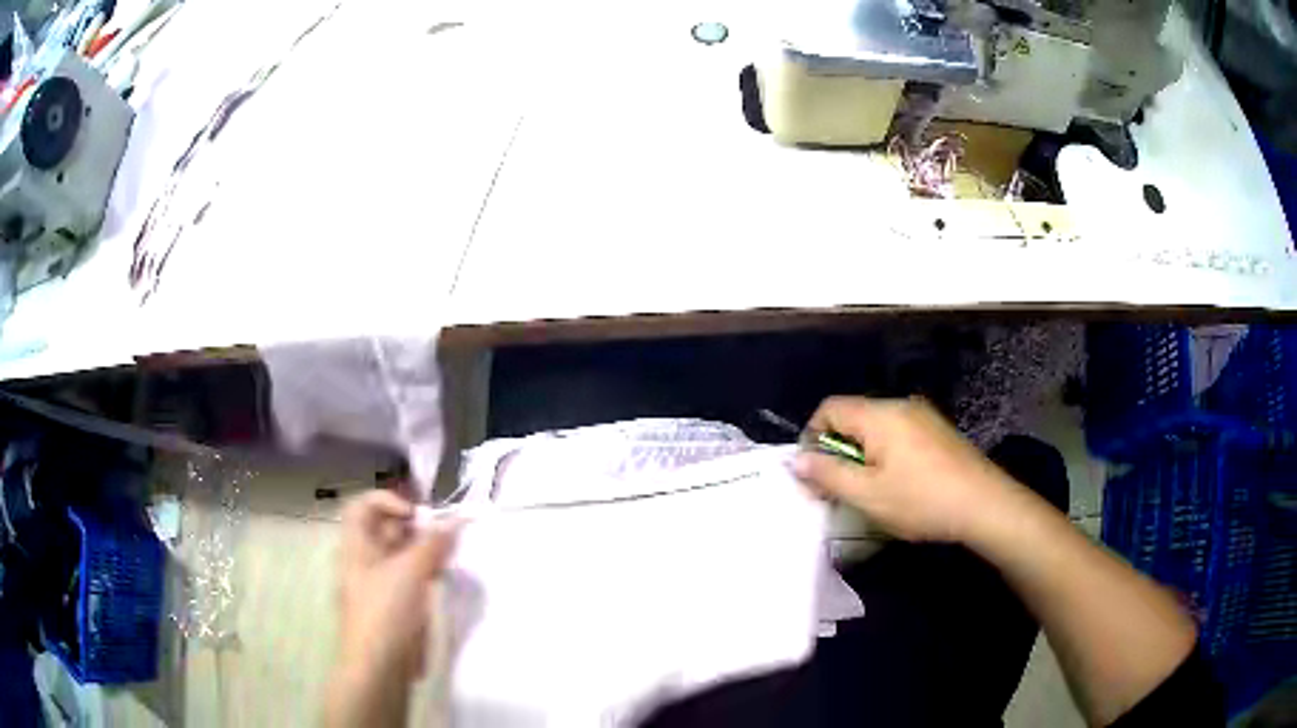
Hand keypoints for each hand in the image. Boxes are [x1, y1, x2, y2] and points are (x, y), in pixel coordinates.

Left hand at [333, 490, 457, 705]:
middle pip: (385, 530)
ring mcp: (378, 585)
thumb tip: (457, 521)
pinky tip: (443, 579)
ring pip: (401, 555)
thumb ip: (434, 544)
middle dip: (415, 527)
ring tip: (449, 555)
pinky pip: (409, 579)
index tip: (417, 515)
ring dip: (424, 550)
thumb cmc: (385, 612)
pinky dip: (426, 573)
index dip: (388, 501)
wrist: (379, 667)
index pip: (363, 506)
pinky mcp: (394, 607)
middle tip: (445, 534)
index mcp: (356, 546)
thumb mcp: (410, 572)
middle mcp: (364, 560)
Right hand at [793, 396, 1023, 542]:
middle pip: (853, 417)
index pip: (829, 408)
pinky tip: (898, 486)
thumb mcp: (868, 495)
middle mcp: (900, 405)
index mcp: (880, 414)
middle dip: (838, 450)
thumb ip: (828, 474)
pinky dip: (885, 455)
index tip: (814, 474)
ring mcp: (923, 416)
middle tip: (838, 490)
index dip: (812, 437)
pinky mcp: (938, 431)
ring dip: (862, 456)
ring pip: (876, 428)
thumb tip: (797, 459)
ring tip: (868, 492)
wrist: (984, 505)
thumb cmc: (922, 500)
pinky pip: (898, 435)